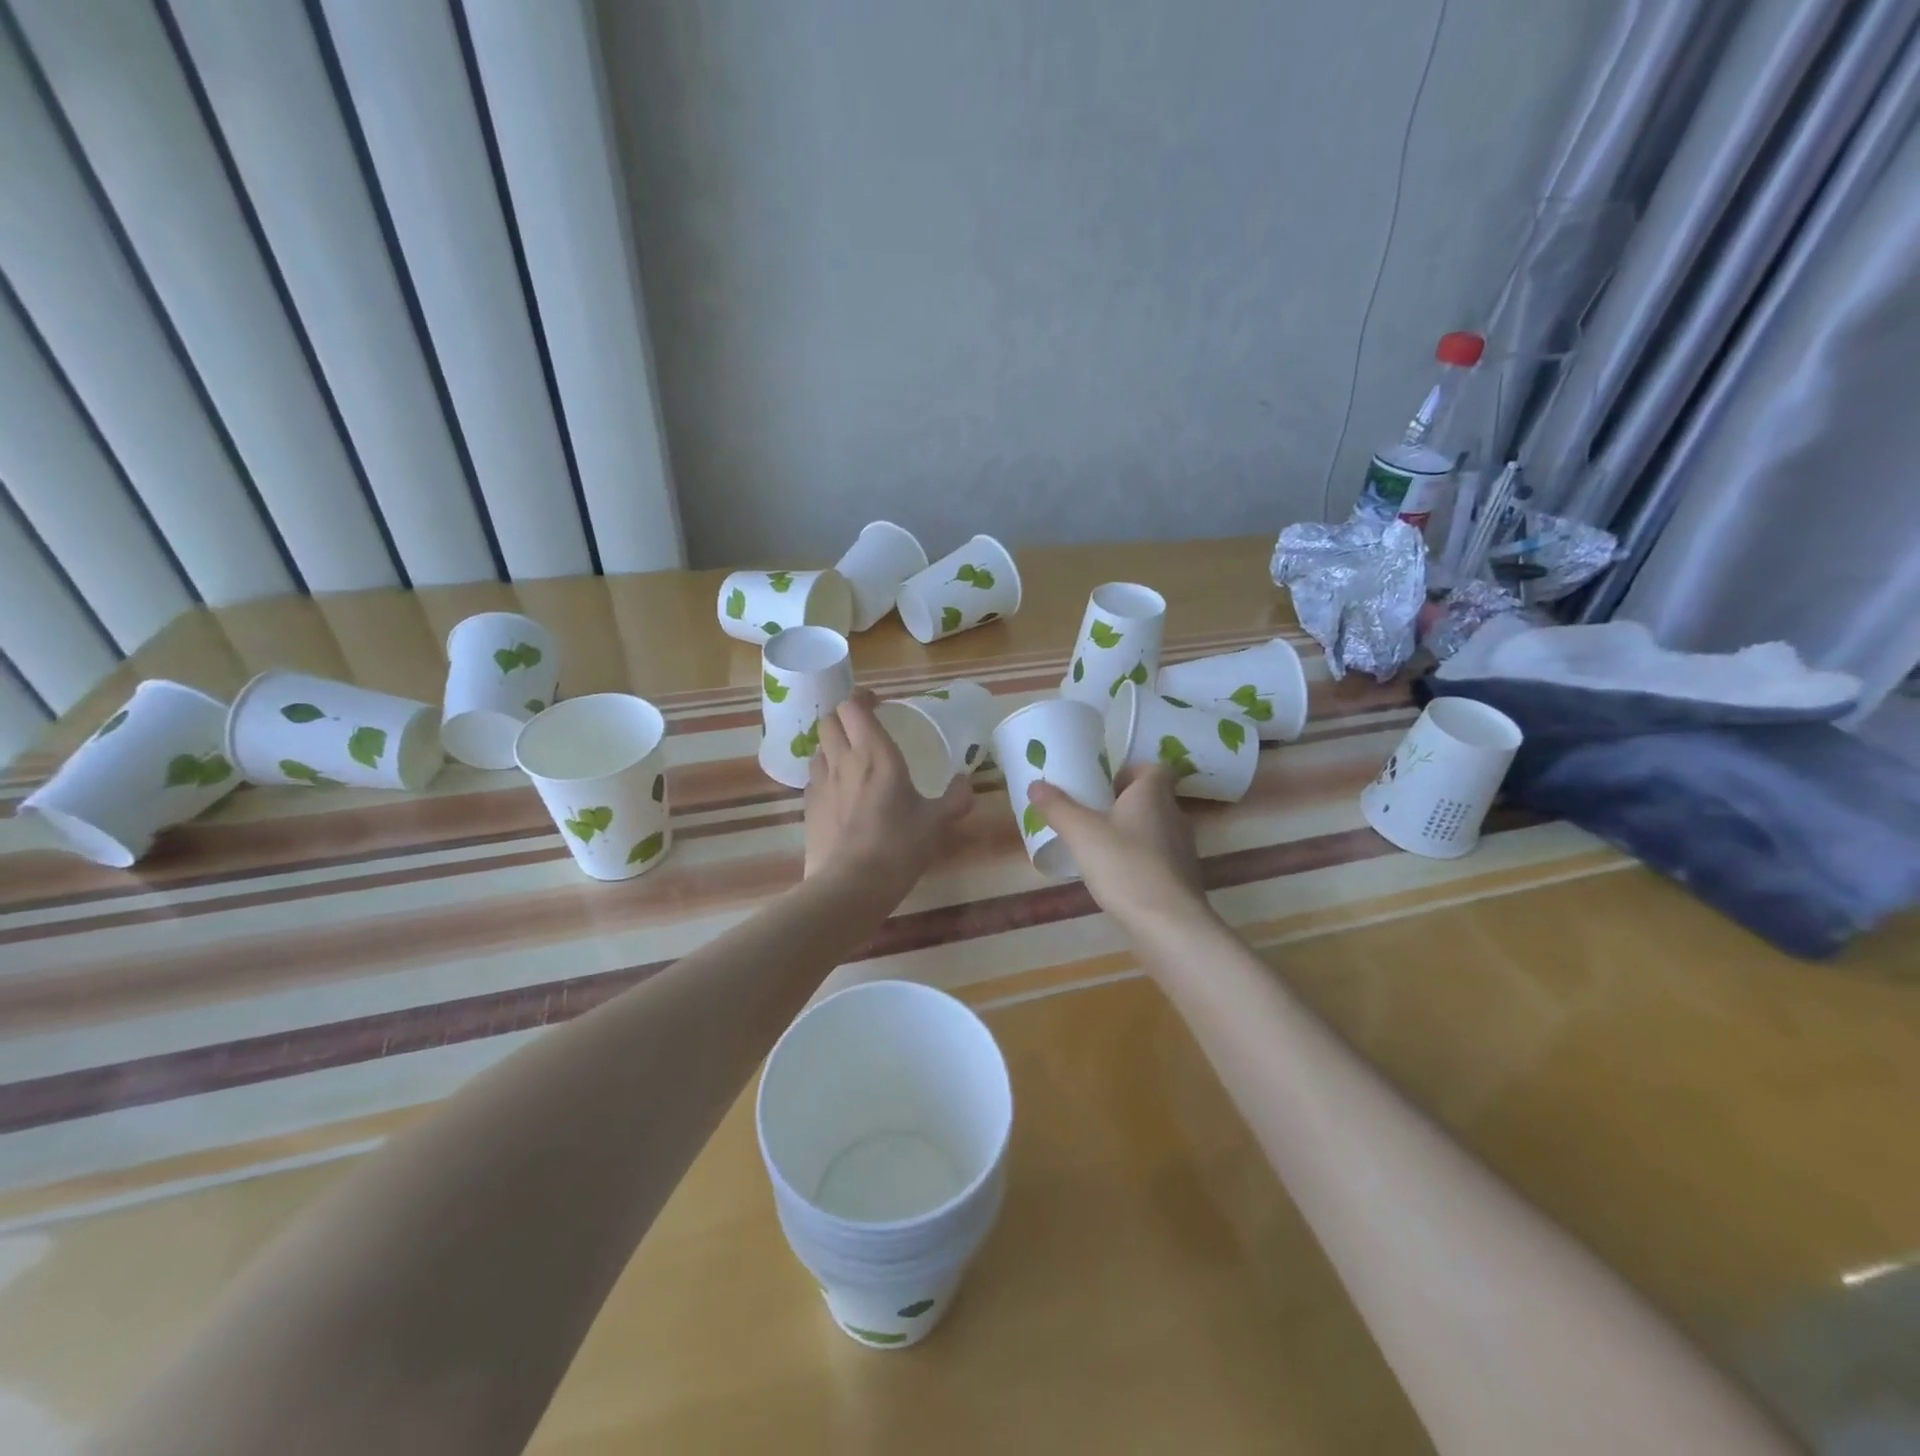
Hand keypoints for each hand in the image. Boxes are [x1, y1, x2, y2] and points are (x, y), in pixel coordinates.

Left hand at [803, 690, 971, 898]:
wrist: (850, 886)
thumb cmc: (898, 847)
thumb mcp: (936, 823)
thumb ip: (954, 799)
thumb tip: (966, 784)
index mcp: (875, 754)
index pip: (854, 707)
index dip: (861, 698)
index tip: (876, 703)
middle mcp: (843, 761)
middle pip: (828, 720)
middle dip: (843, 717)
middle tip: (862, 728)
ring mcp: (821, 784)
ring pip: (818, 748)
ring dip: (832, 746)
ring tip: (850, 760)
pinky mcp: (808, 808)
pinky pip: (813, 778)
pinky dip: (825, 775)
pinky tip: (839, 794)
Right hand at [1029, 765, 1211, 934]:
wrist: (1168, 923)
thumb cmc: (1125, 866)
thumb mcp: (1081, 833)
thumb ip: (1058, 808)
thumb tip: (1036, 785)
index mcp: (1153, 795)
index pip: (1154, 769)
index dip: (1130, 773)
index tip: (1104, 787)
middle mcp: (1175, 815)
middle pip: (1152, 799)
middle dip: (1123, 805)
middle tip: (1092, 817)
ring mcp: (1184, 849)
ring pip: (1155, 829)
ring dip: (1132, 834)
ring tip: (1100, 849)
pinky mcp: (1184, 878)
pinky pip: (1159, 858)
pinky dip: (1141, 861)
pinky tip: (1118, 878)